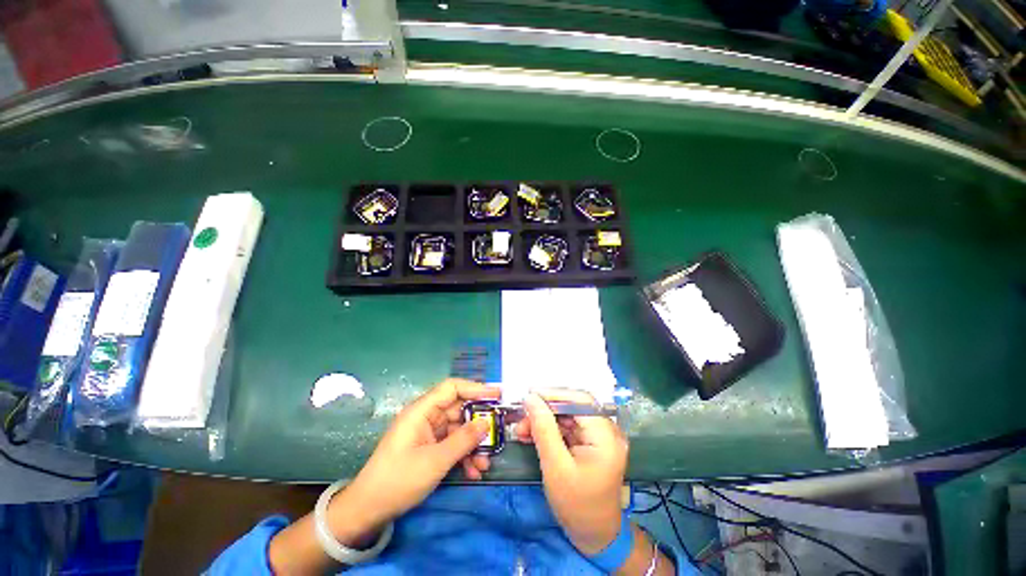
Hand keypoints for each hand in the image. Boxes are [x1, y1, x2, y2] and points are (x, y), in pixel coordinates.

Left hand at [332, 379, 500, 538]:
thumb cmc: (399, 480)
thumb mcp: (435, 461)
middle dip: (478, 423)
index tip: (497, 395)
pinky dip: (464, 455)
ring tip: (485, 463)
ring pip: (458, 429)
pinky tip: (474, 471)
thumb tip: (486, 422)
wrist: (368, 511)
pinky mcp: (429, 448)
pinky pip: (452, 444)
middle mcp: (426, 417)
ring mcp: (428, 433)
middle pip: (459, 410)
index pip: (452, 388)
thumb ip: (463, 440)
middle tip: (498, 432)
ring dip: (473, 445)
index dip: (475, 388)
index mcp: (422, 411)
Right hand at [515, 391, 628, 555]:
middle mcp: (607, 431)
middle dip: (546, 409)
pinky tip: (532, 435)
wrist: (595, 536)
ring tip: (522, 429)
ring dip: (544, 420)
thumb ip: (543, 429)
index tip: (529, 396)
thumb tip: (530, 398)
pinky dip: (550, 429)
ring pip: (568, 416)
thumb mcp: (556, 467)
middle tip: (522, 416)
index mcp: (606, 437)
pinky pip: (568, 427)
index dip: (554, 394)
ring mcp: (600, 437)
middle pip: (574, 406)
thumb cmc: (577, 506)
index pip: (581, 400)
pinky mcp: (591, 443)